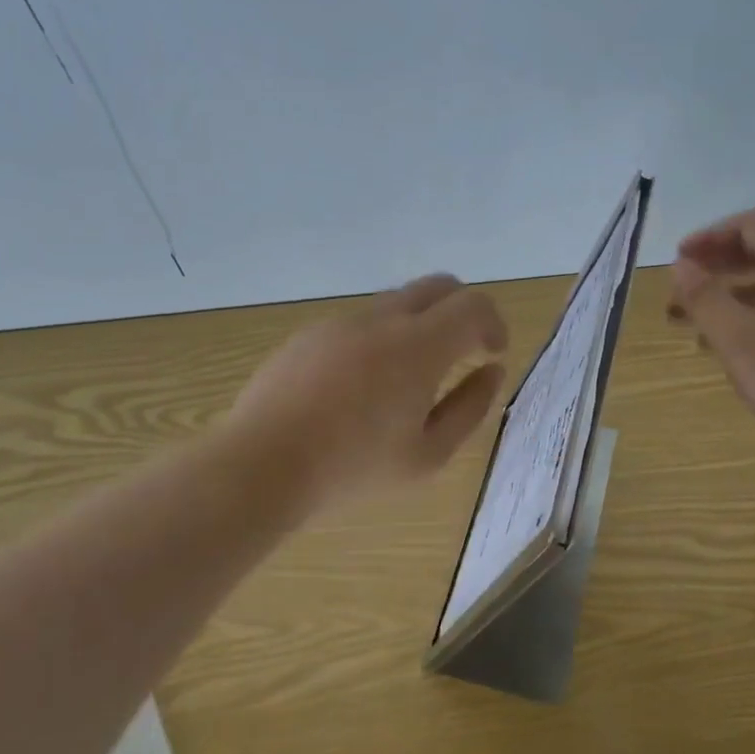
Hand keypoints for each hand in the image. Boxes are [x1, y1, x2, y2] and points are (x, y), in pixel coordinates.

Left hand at [227, 274, 508, 510]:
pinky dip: (381, 338)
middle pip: (439, 286)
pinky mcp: (310, 333)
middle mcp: (383, 319)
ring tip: (409, 379)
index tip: (492, 353)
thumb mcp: (428, 454)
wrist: (261, 464)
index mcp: (419, 346)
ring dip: (420, 325)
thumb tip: (492, 371)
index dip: (493, 323)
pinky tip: (361, 386)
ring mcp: (342, 322)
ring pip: (398, 302)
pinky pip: (361, 322)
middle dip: (462, 310)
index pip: (474, 305)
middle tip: (464, 350)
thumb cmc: (353, 467)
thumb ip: (470, 407)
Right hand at [670, 210, 754, 472]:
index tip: (680, 260)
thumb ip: (705, 298)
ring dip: (738, 289)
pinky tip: (740, 343)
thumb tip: (681, 265)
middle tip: (685, 287)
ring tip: (702, 318)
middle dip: (720, 263)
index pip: (751, 224)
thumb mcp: (739, 341)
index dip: (709, 236)